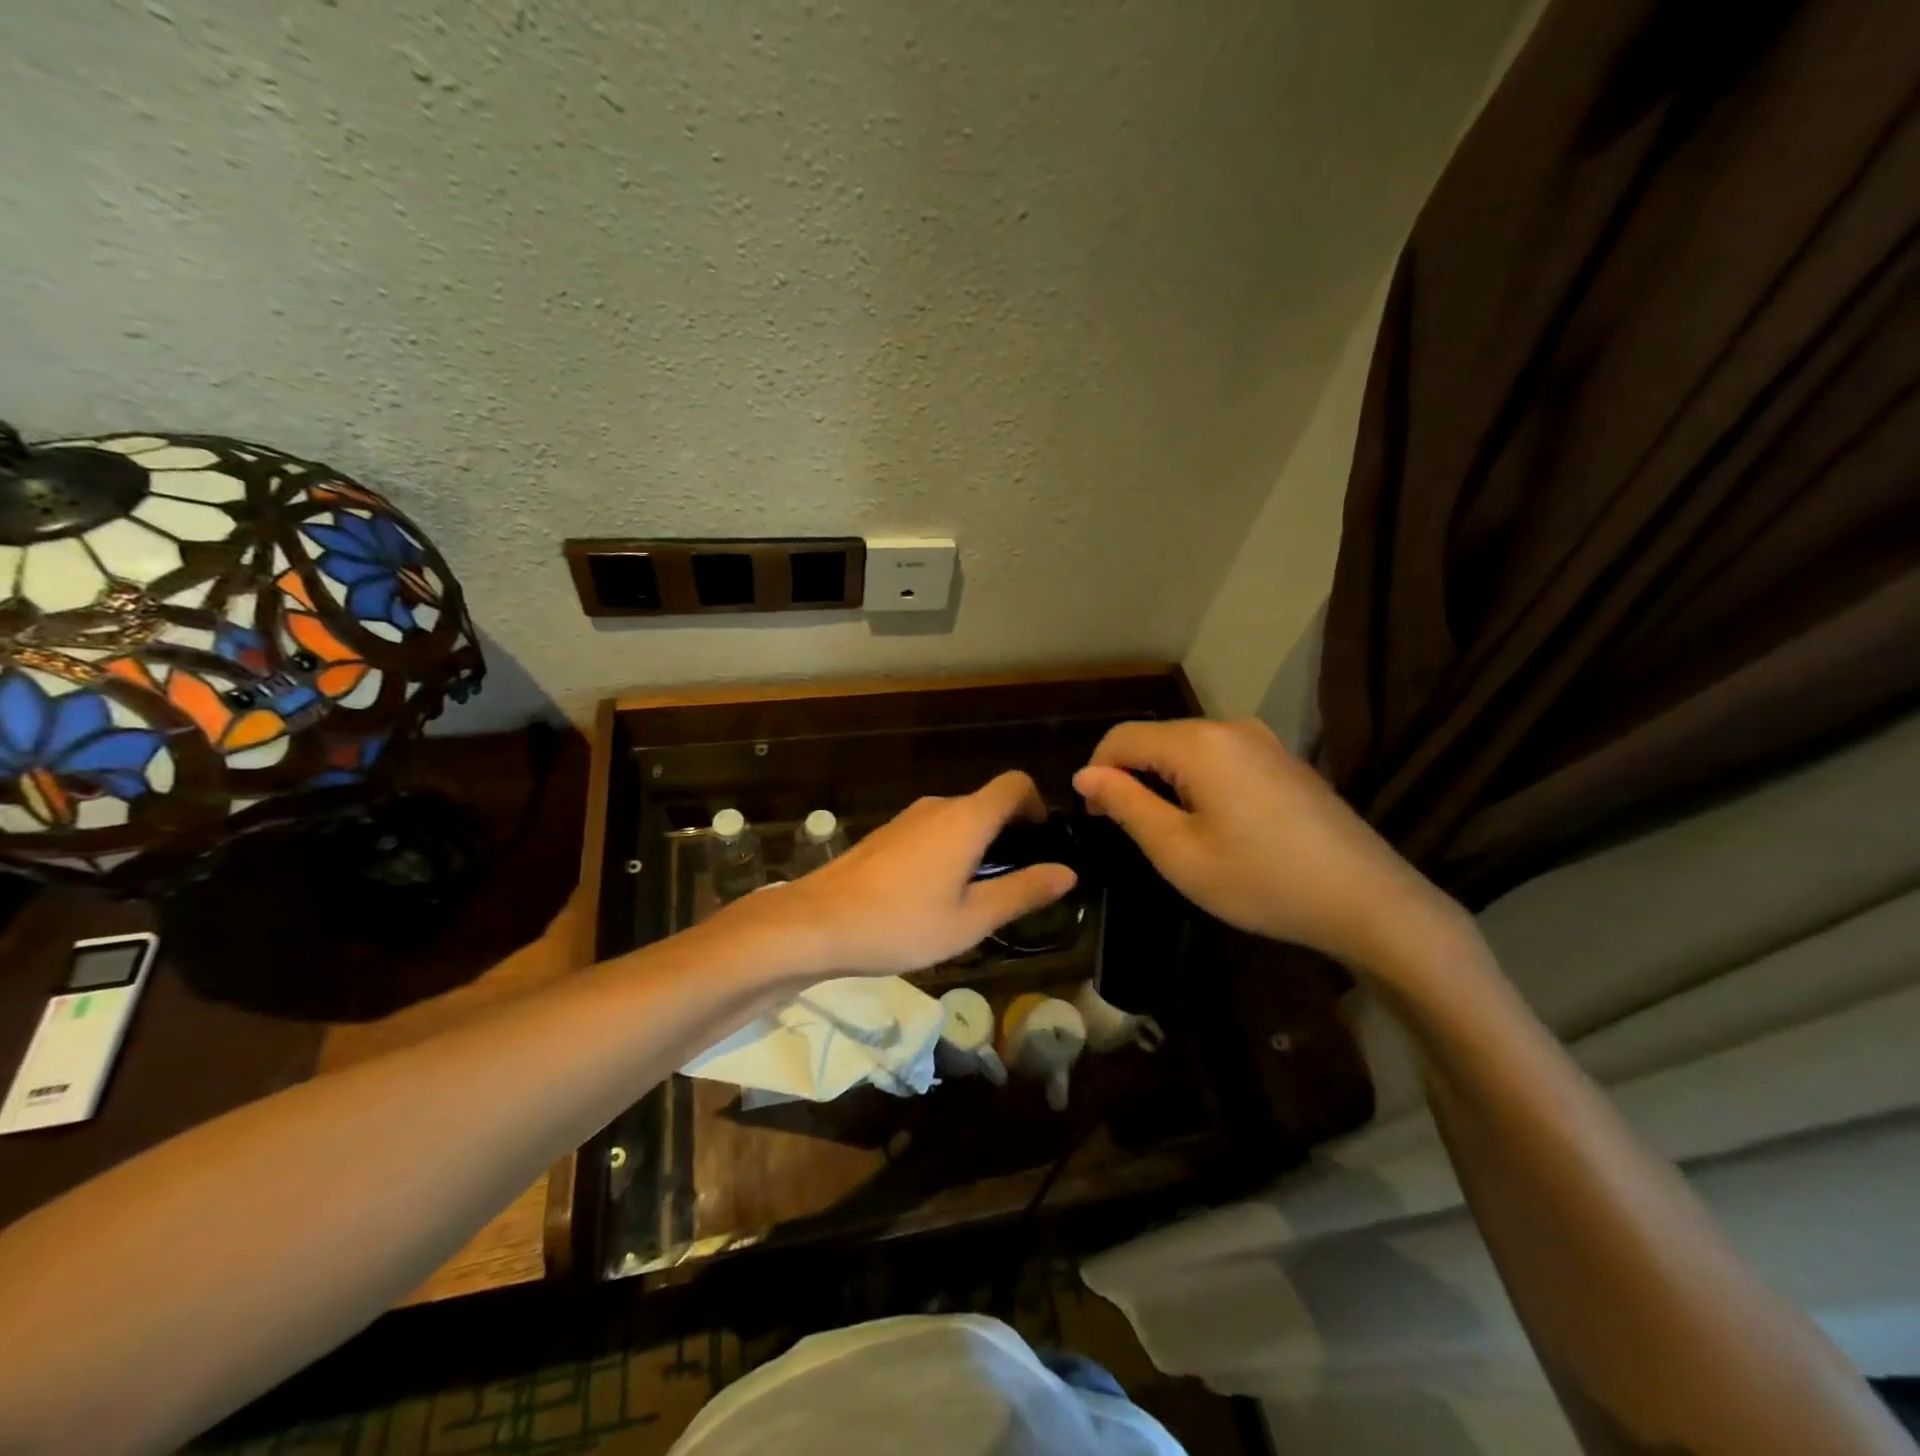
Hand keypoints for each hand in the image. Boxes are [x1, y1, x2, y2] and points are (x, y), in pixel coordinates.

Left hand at [774, 771, 1076, 975]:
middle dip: (1009, 833)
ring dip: (977, 845)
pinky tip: (934, 896)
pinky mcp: (886, 835)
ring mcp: (907, 818)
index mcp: (967, 818)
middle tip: (1015, 882)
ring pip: (958, 819)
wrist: (817, 923)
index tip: (1042, 842)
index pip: (1015, 784)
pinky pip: (932, 831)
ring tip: (976, 896)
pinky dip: (948, 850)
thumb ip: (1022, 891)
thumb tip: (1067, 871)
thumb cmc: (902, 923)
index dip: (1037, 804)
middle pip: (987, 803)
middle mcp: (938, 807)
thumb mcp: (972, 919)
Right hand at [1073, 718, 1464, 975]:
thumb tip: (1085, 775)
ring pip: (1188, 749)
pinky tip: (1213, 825)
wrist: (1369, 901)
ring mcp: (1263, 742)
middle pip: (1156, 739)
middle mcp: (1230, 727)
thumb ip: (1126, 804)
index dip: (1096, 773)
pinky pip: (1221, 759)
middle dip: (1129, 777)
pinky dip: (1198, 783)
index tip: (1092, 818)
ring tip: (1167, 833)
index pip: (1121, 738)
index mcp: (1198, 742)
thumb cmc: (1261, 880)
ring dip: (1163, 782)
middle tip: (1126, 832)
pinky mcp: (1284, 761)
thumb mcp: (1178, 851)